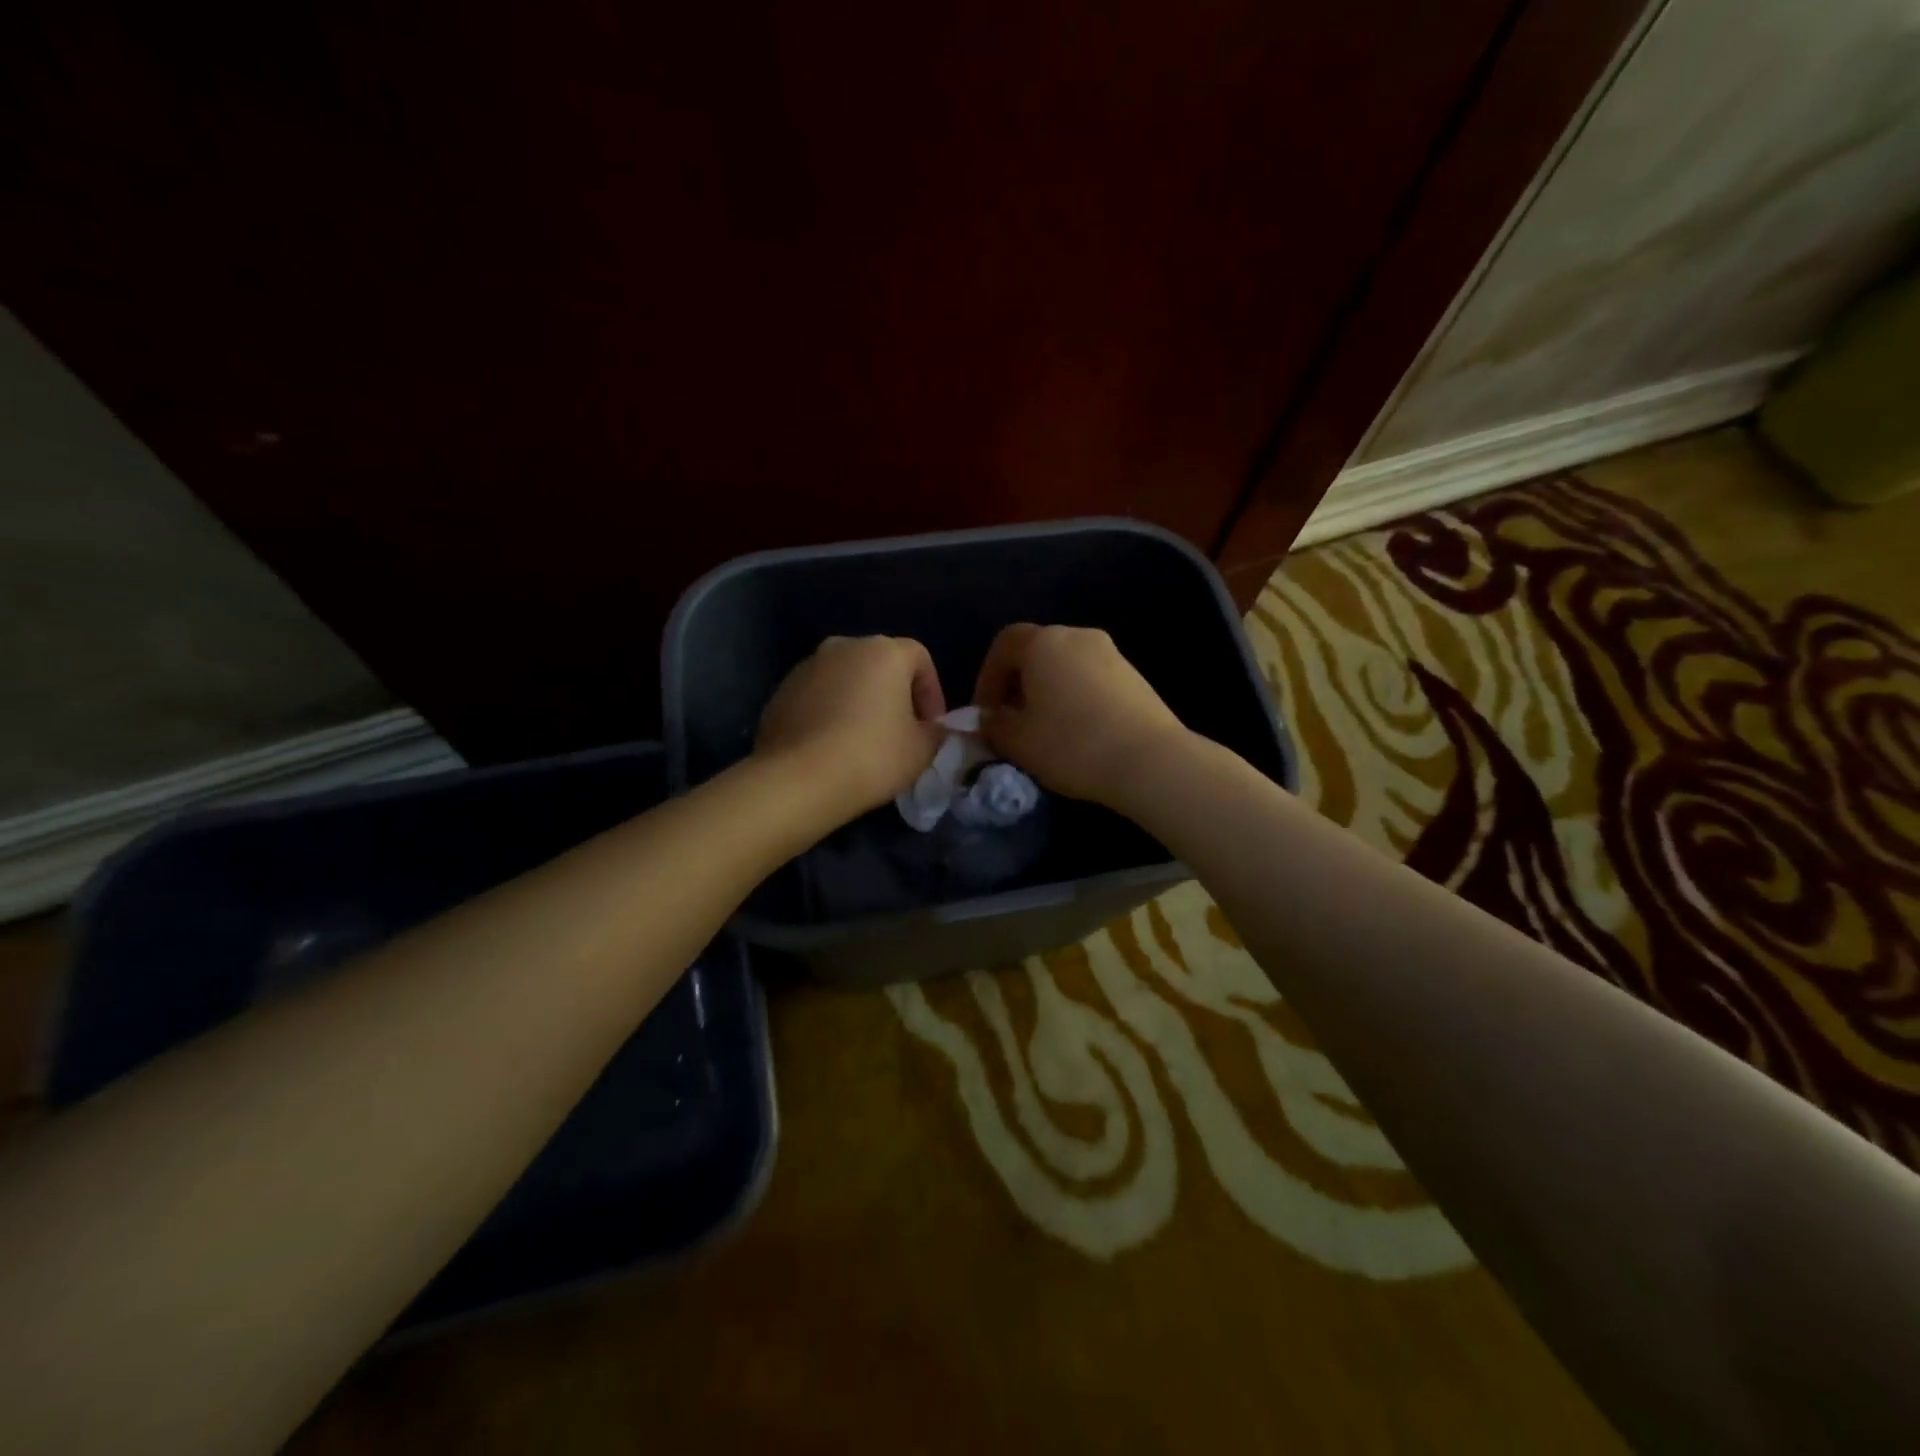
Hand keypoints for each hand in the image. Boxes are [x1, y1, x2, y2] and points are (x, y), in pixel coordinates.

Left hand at [755, 635, 946, 818]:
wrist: (799, 779)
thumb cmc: (873, 756)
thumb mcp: (922, 750)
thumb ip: (937, 732)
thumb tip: (934, 729)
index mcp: (884, 651)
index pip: (920, 658)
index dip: (932, 692)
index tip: (931, 726)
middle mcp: (844, 646)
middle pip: (880, 664)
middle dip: (894, 694)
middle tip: (901, 732)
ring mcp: (807, 666)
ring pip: (846, 679)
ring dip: (859, 702)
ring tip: (863, 741)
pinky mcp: (781, 691)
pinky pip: (818, 696)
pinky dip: (830, 713)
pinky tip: (832, 746)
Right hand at [972, 624, 1189, 806]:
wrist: (1150, 761)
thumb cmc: (1071, 744)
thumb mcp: (1017, 742)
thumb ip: (993, 726)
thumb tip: (987, 720)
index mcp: (1044, 642)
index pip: (1004, 644)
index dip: (987, 677)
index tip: (985, 713)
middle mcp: (1078, 636)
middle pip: (1037, 652)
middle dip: (1017, 685)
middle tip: (1010, 722)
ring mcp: (1111, 654)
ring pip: (1065, 666)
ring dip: (1047, 692)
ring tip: (1043, 731)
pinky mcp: (1134, 677)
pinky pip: (1091, 679)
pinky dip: (1074, 698)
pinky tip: (1077, 733)